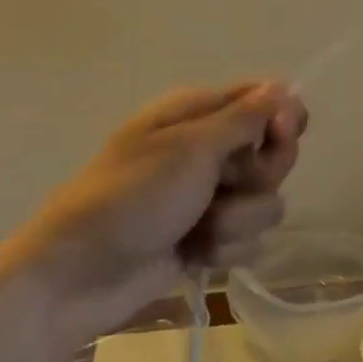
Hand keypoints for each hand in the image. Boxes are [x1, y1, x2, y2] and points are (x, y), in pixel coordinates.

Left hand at [8, 83, 308, 345]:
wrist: (78, 275)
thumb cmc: (132, 196)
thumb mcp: (190, 148)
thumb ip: (244, 119)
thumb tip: (284, 86)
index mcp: (200, 113)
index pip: (266, 99)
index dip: (283, 117)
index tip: (280, 134)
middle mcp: (209, 148)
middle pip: (274, 153)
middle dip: (258, 176)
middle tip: (225, 184)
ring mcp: (209, 196)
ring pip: (264, 202)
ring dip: (236, 220)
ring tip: (199, 228)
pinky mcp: (207, 238)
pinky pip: (247, 240)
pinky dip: (223, 250)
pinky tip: (193, 254)